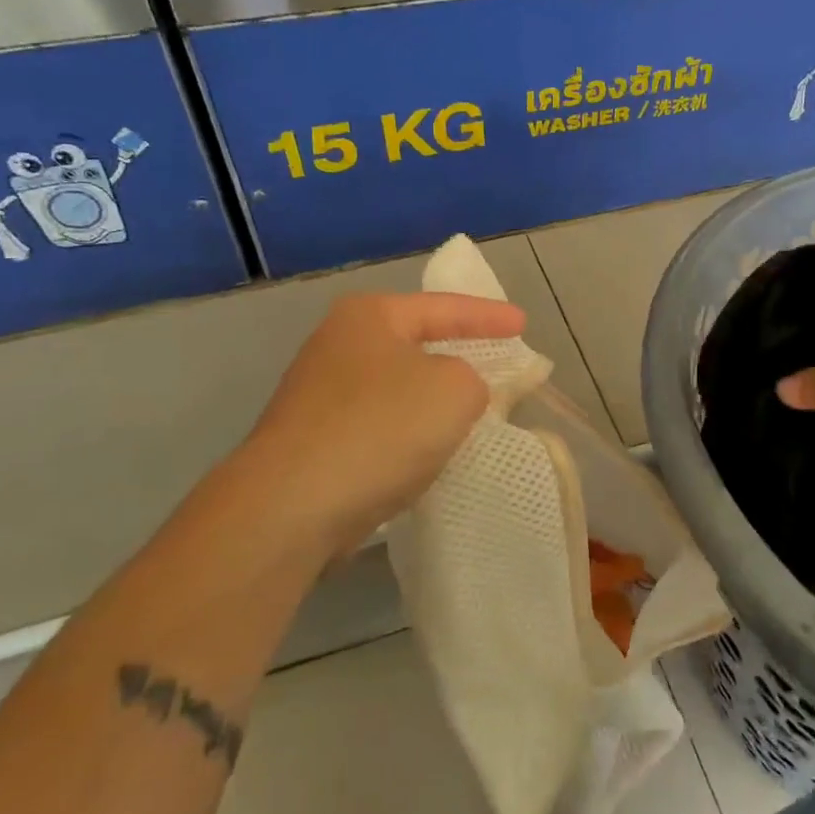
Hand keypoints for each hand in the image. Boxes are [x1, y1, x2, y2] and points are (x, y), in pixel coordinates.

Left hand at [227, 292, 526, 557]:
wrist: (291, 505)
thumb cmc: (380, 428)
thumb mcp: (454, 390)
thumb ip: (475, 378)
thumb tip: (458, 391)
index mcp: (370, 316)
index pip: (444, 307)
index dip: (489, 316)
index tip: (523, 324)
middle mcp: (338, 345)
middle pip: (416, 345)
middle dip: (459, 356)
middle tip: (498, 366)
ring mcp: (319, 395)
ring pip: (397, 389)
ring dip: (432, 402)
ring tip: (471, 415)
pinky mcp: (313, 441)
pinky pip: (379, 426)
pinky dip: (407, 434)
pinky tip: (426, 454)